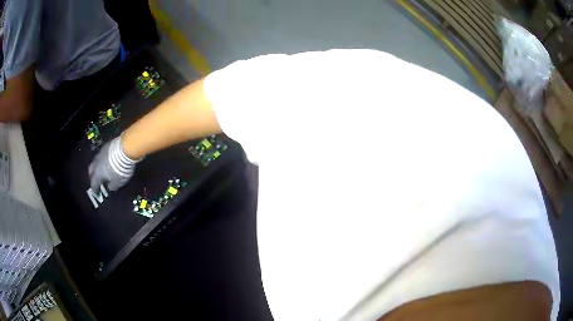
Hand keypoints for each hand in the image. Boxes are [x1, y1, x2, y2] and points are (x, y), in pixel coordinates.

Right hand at [88, 136, 141, 191]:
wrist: (124, 149)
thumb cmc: (120, 169)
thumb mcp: (118, 182)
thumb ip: (112, 186)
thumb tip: (109, 187)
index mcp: (97, 174)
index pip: (94, 184)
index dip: (95, 189)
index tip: (96, 192)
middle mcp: (96, 164)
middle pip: (91, 171)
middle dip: (93, 176)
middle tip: (96, 180)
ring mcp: (100, 153)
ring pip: (95, 162)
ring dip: (97, 167)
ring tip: (101, 170)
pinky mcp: (105, 146)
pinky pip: (101, 155)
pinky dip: (102, 160)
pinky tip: (106, 161)